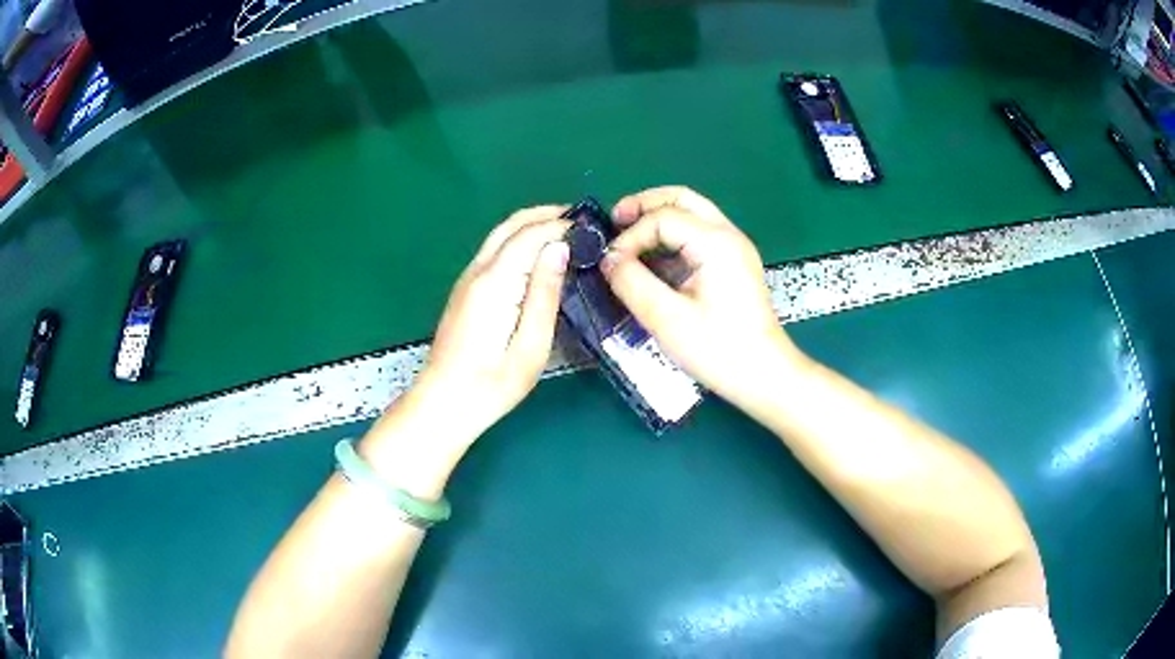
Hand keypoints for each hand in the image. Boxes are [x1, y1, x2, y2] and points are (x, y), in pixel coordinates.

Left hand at [361, 207, 569, 497]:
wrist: (445, 402)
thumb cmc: (493, 384)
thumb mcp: (531, 346)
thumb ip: (544, 294)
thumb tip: (559, 249)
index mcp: (495, 282)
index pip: (530, 234)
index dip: (561, 225)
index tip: (591, 229)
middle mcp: (477, 271)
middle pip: (511, 225)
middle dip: (545, 215)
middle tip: (581, 221)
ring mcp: (467, 279)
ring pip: (500, 235)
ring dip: (531, 226)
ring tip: (566, 233)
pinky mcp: (465, 290)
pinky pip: (494, 251)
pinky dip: (519, 241)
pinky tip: (537, 256)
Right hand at [601, 186, 801, 406]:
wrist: (764, 374)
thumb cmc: (718, 349)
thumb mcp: (667, 318)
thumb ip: (632, 283)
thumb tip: (608, 260)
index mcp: (716, 242)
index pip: (663, 217)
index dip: (631, 235)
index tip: (610, 263)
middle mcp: (728, 235)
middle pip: (682, 198)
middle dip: (645, 205)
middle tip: (615, 221)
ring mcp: (734, 248)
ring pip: (692, 213)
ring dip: (658, 218)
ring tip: (628, 237)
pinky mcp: (733, 265)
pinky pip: (698, 236)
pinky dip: (671, 238)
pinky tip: (652, 260)